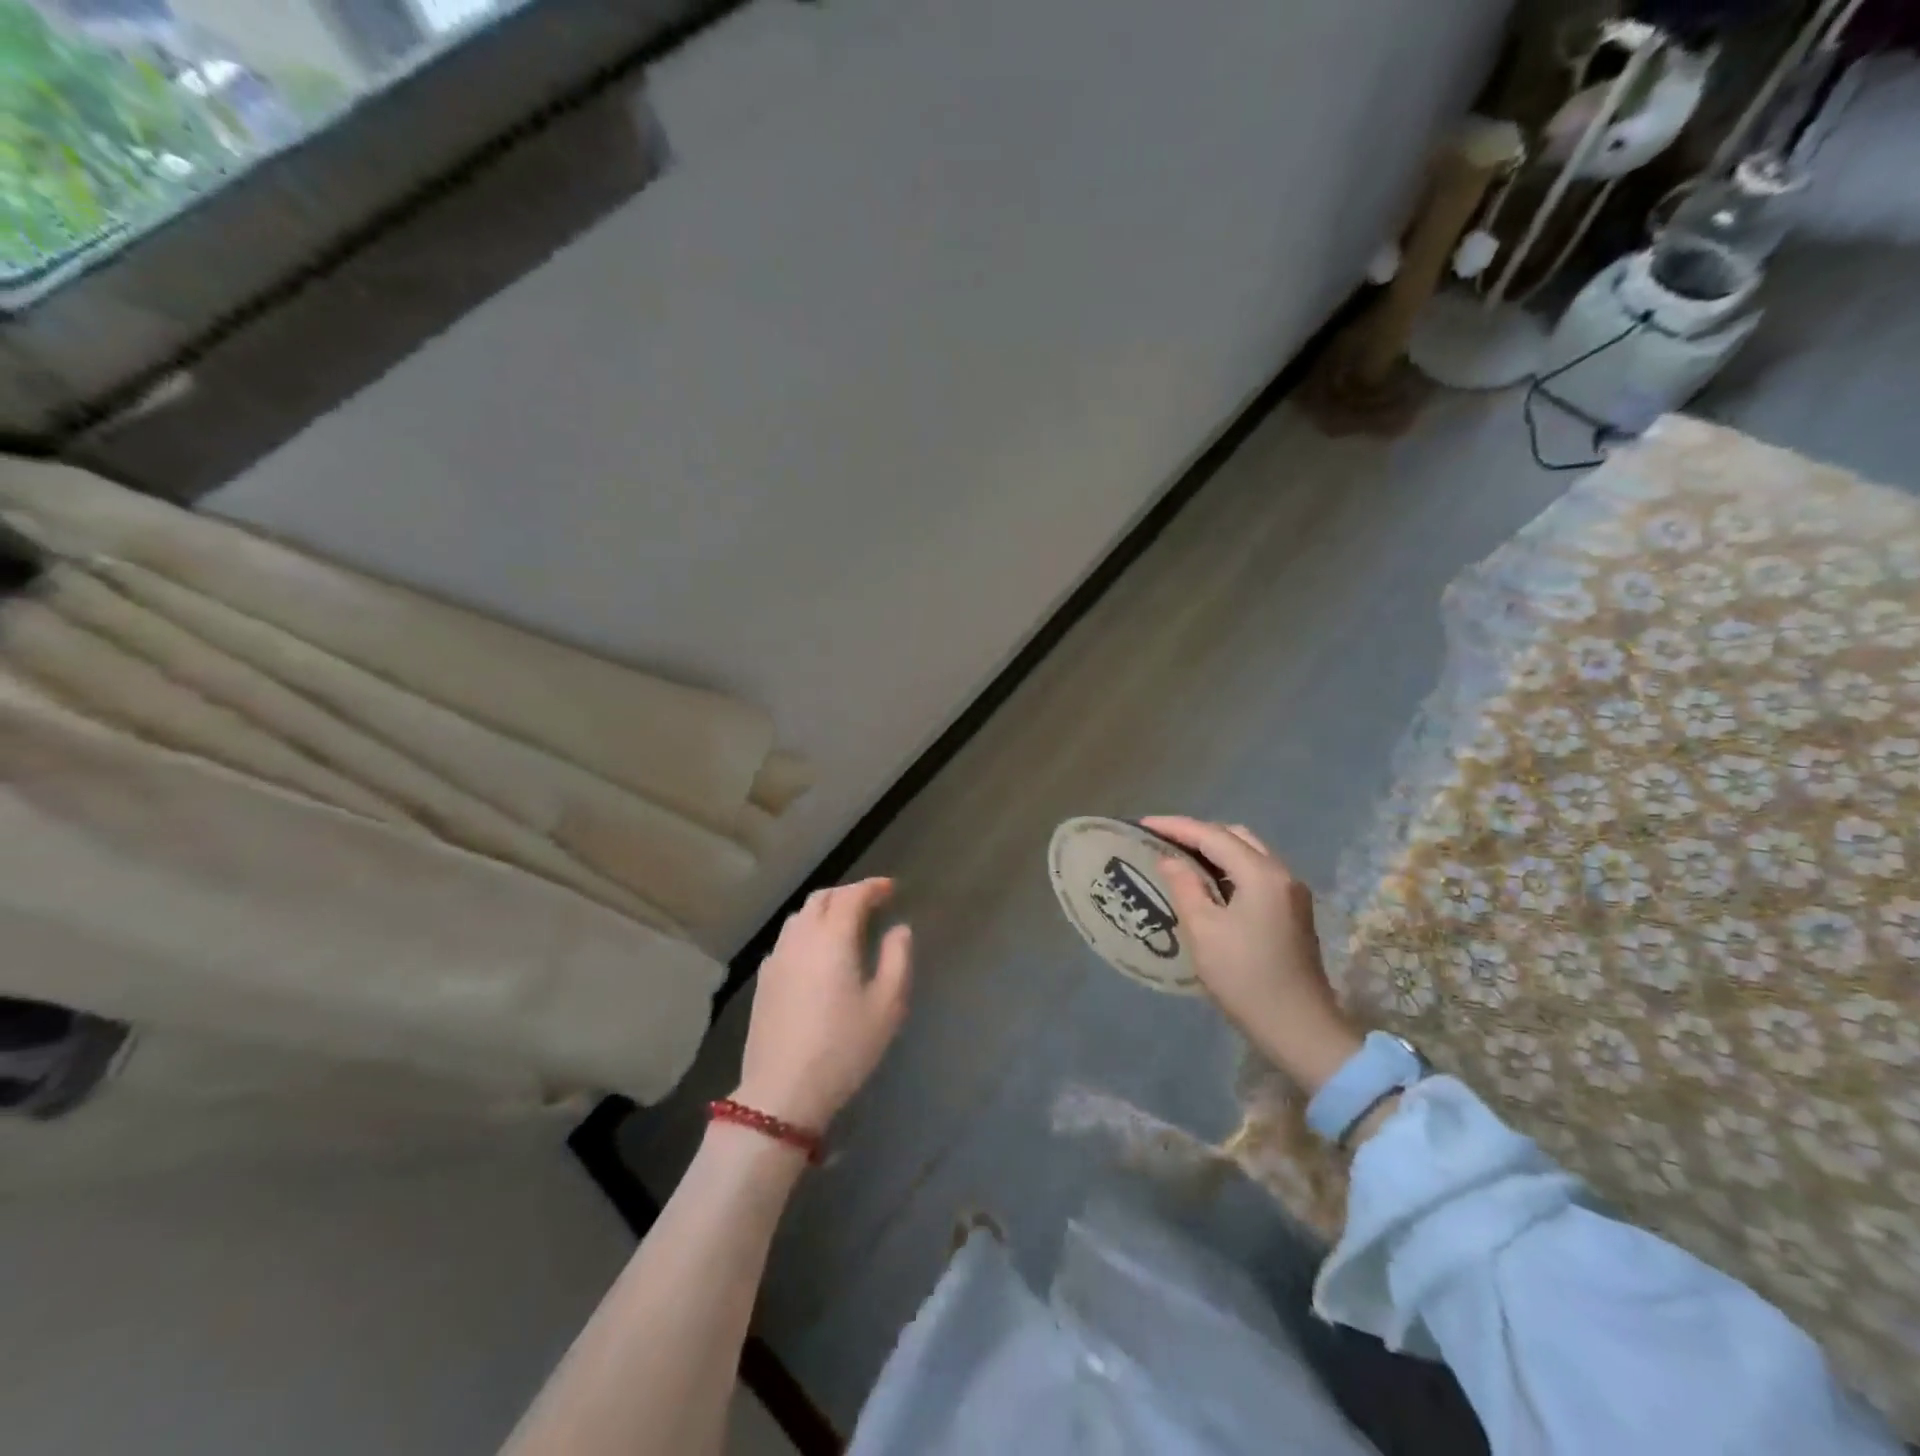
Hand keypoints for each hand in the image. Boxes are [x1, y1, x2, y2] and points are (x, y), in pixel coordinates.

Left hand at [732, 877, 912, 1131]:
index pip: (852, 895)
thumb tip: (899, 929)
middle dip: (848, 893)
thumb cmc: (844, 1048)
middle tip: (871, 903)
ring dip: (825, 910)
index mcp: (833, 938)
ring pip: (800, 917)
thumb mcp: (887, 1006)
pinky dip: (807, 931)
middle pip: (822, 898)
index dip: (873, 887)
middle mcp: (801, 938)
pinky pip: (787, 939)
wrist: (782, 1092)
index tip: (890, 889)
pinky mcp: (764, 980)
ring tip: (845, 923)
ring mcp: (777, 958)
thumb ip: (897, 959)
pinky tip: (817, 953)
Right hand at [1140, 817, 1361, 1095]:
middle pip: (1235, 837)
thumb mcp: (1204, 930)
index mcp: (1261, 874)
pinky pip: (1255, 873)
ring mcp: (1292, 893)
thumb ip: (1184, 886)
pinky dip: (1228, 867)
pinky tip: (1206, 882)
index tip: (1143, 824)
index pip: (1212, 835)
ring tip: (1178, 857)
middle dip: (1197, 833)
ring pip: (1248, 853)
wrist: (1299, 1028)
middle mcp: (1282, 874)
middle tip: (1162, 840)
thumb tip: (1169, 859)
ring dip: (1214, 850)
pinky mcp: (1292, 911)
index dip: (1175, 827)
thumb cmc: (1245, 978)